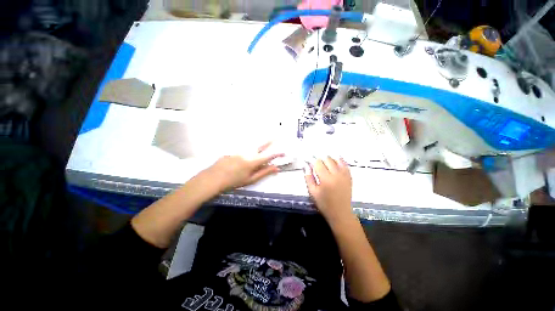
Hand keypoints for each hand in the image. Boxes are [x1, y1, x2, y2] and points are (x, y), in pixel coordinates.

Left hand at [202, 142, 283, 191]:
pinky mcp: (234, 149)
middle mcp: (248, 153)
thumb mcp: (251, 179)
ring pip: (253, 145)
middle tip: (277, 136)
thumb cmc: (234, 181)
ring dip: (261, 143)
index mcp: (253, 161)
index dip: (277, 154)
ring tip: (267, 140)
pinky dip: (251, 146)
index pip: (269, 156)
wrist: (214, 178)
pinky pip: (245, 146)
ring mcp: (240, 150)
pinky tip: (250, 148)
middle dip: (270, 141)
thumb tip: (276, 168)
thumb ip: (264, 172)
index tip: (284, 153)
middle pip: (261, 145)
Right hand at [304, 157, 352, 221]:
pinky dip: (339, 161)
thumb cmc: (324, 204)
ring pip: (336, 160)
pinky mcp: (349, 177)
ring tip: (325, 163)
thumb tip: (306, 166)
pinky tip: (335, 161)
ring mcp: (344, 175)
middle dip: (320, 159)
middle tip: (316, 163)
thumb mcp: (312, 192)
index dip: (313, 161)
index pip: (318, 163)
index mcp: (326, 179)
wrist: (340, 212)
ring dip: (329, 159)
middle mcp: (336, 175)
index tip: (309, 163)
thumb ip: (308, 178)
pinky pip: (345, 164)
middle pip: (327, 159)